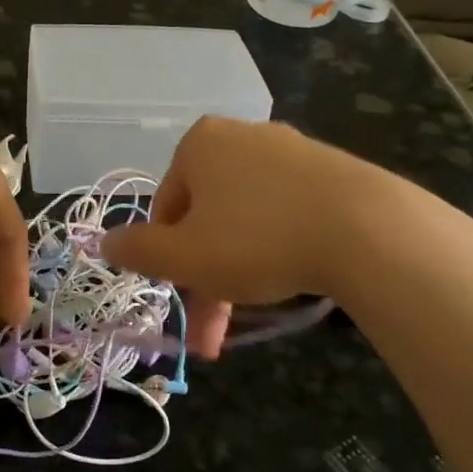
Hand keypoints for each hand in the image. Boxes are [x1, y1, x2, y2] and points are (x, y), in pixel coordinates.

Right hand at [100, 117, 472, 355]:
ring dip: (240, 270)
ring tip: (256, 310)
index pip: (165, 208)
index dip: (168, 259)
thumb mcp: (184, 256)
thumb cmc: (257, 239)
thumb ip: (137, 250)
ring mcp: (290, 150)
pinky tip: (294, 275)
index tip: (185, 300)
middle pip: (207, 217)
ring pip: (247, 218)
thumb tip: (105, 242)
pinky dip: (280, 246)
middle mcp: (241, 136)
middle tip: (215, 334)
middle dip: (206, 278)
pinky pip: (287, 211)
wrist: (367, 229)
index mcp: (199, 144)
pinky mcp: (331, 169)